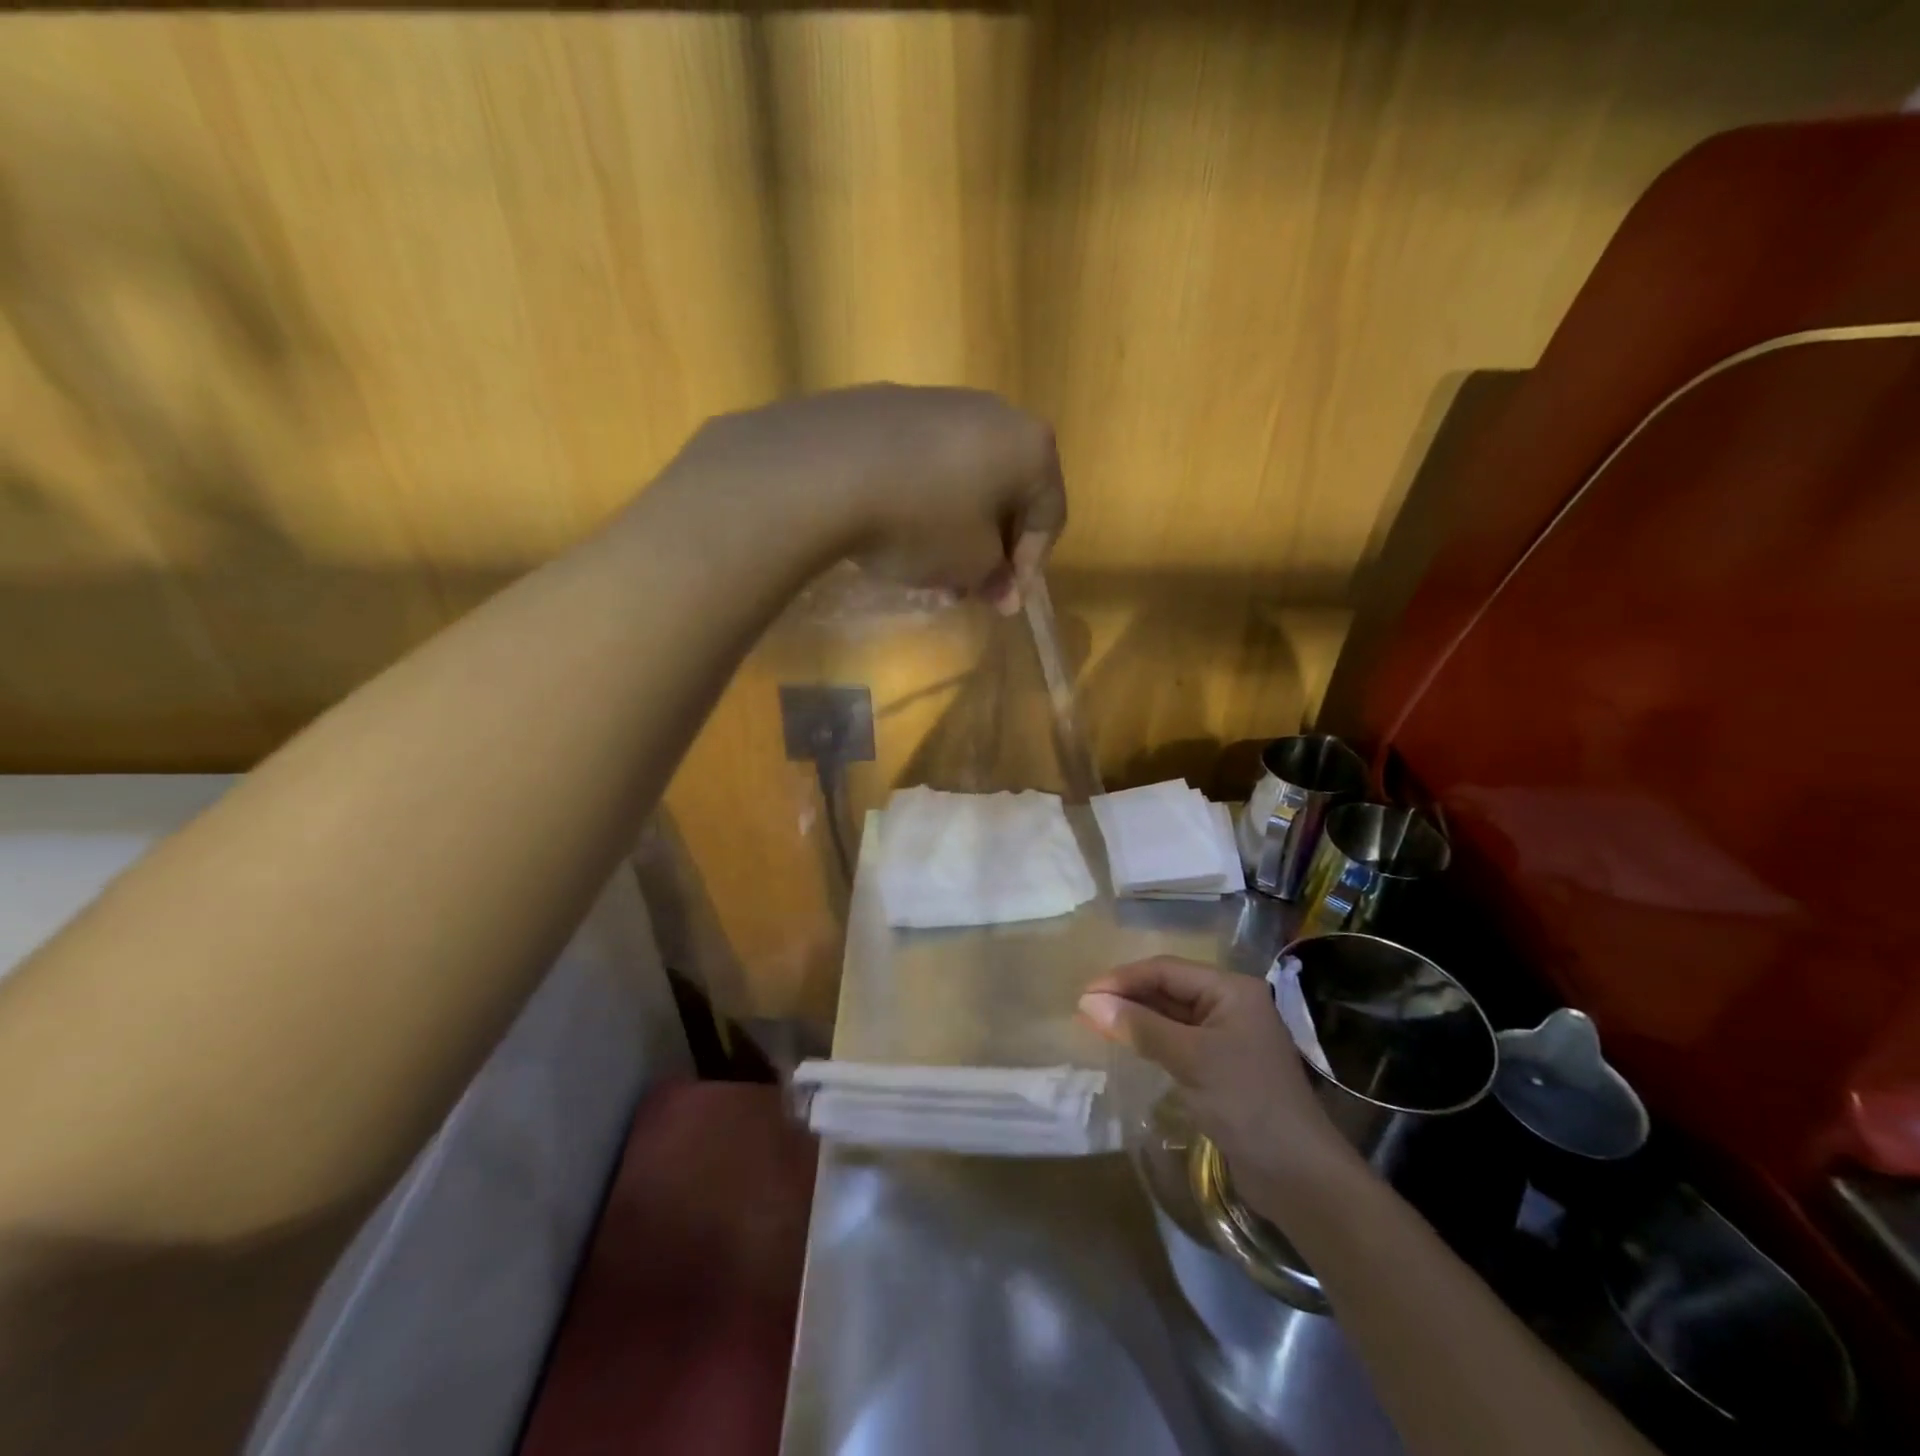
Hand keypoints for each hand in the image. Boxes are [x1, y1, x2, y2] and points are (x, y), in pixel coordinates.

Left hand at [668, 384, 1064, 610]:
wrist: (824, 470)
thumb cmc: (921, 521)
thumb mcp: (971, 564)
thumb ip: (996, 576)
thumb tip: (1000, 586)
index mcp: (1029, 445)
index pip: (1050, 515)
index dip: (1030, 567)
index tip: (1002, 603)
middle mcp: (992, 412)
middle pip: (1004, 493)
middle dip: (988, 549)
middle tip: (965, 590)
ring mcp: (935, 402)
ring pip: (961, 479)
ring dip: (953, 529)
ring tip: (925, 570)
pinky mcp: (885, 405)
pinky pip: (920, 463)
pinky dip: (919, 500)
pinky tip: (891, 531)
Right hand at [1079, 957, 1355, 1209]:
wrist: (1299, 1177)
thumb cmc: (1247, 1103)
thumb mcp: (1190, 1059)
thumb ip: (1140, 1027)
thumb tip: (1088, 1002)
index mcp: (1231, 990)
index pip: (1167, 970)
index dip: (1124, 979)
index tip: (1085, 995)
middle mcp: (1230, 1005)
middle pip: (1169, 989)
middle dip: (1127, 997)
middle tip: (1085, 1010)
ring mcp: (1227, 1037)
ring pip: (1171, 1016)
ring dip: (1136, 1019)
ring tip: (1096, 1024)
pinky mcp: (1222, 1067)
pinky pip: (1178, 1041)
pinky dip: (1151, 1040)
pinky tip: (1127, 1045)